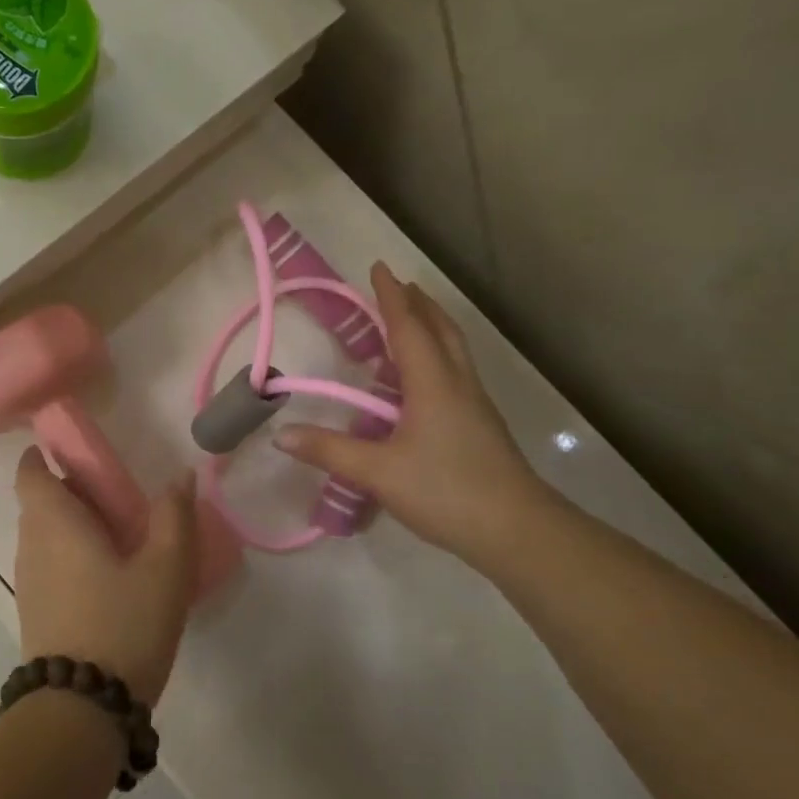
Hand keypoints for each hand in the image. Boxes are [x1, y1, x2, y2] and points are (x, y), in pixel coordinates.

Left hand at [12, 447, 198, 705]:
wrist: (82, 709)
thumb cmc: (124, 624)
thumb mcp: (166, 568)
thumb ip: (174, 516)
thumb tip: (181, 476)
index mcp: (54, 523)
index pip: (30, 473)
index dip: (43, 456)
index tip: (75, 453)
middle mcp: (31, 546)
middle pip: (39, 503)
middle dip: (70, 491)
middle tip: (115, 496)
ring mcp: (28, 583)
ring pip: (43, 537)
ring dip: (71, 527)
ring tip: (117, 536)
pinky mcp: (34, 613)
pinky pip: (46, 566)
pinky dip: (69, 556)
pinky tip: (106, 578)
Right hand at [276, 262, 550, 561]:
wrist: (517, 530)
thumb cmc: (446, 491)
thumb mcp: (378, 473)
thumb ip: (329, 451)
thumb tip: (281, 434)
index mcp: (433, 384)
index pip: (409, 328)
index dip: (391, 298)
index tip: (379, 268)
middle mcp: (457, 384)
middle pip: (440, 330)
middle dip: (418, 305)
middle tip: (398, 288)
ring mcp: (474, 405)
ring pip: (454, 351)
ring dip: (431, 328)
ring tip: (410, 323)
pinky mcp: (481, 426)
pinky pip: (456, 374)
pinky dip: (437, 357)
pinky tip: (423, 381)